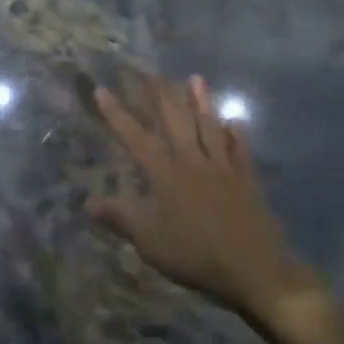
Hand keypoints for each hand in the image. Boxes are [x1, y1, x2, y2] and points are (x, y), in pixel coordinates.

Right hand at [92, 76, 325, 331]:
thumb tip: (88, 202)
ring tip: (195, 79)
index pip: (136, 137)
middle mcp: (193, 162)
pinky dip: (236, 135)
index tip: (102, 90)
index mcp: (165, 174)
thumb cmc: (195, 254)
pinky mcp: (247, 182)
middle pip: (175, 121)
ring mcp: (223, 169)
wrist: (255, 270)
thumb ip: (120, 217)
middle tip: (151, 73)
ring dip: (200, 102)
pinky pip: (240, 151)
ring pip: (209, 127)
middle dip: (160, 96)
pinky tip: (234, 123)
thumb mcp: (149, 240)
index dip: (117, 114)